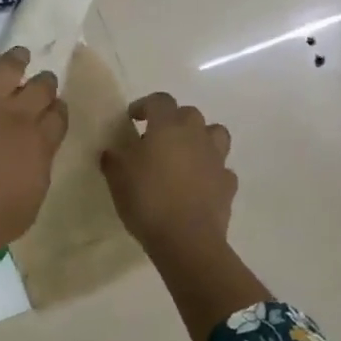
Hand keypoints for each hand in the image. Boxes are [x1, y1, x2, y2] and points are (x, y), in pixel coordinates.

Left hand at [0, 46, 67, 297]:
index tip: (52, 111)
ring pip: (7, 65)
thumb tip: (37, 149)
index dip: (56, 110)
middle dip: (43, 83)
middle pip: (41, 85)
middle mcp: (14, 116)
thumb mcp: (28, 207)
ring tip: (17, 57)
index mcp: (38, 144)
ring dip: (16, 60)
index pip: (59, 114)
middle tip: (38, 83)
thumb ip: (38, 169)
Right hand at [101, 93, 236, 258]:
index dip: (144, 105)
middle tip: (156, 139)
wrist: (187, 240)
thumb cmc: (148, 200)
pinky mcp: (228, 184)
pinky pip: (221, 168)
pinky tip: (198, 184)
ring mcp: (216, 159)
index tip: (132, 119)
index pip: (159, 100)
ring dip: (200, 139)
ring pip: (215, 134)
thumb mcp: (117, 177)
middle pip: (188, 114)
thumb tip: (113, 151)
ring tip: (184, 155)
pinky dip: (211, 171)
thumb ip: (114, 158)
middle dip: (173, 121)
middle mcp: (196, 135)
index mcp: (168, 126)